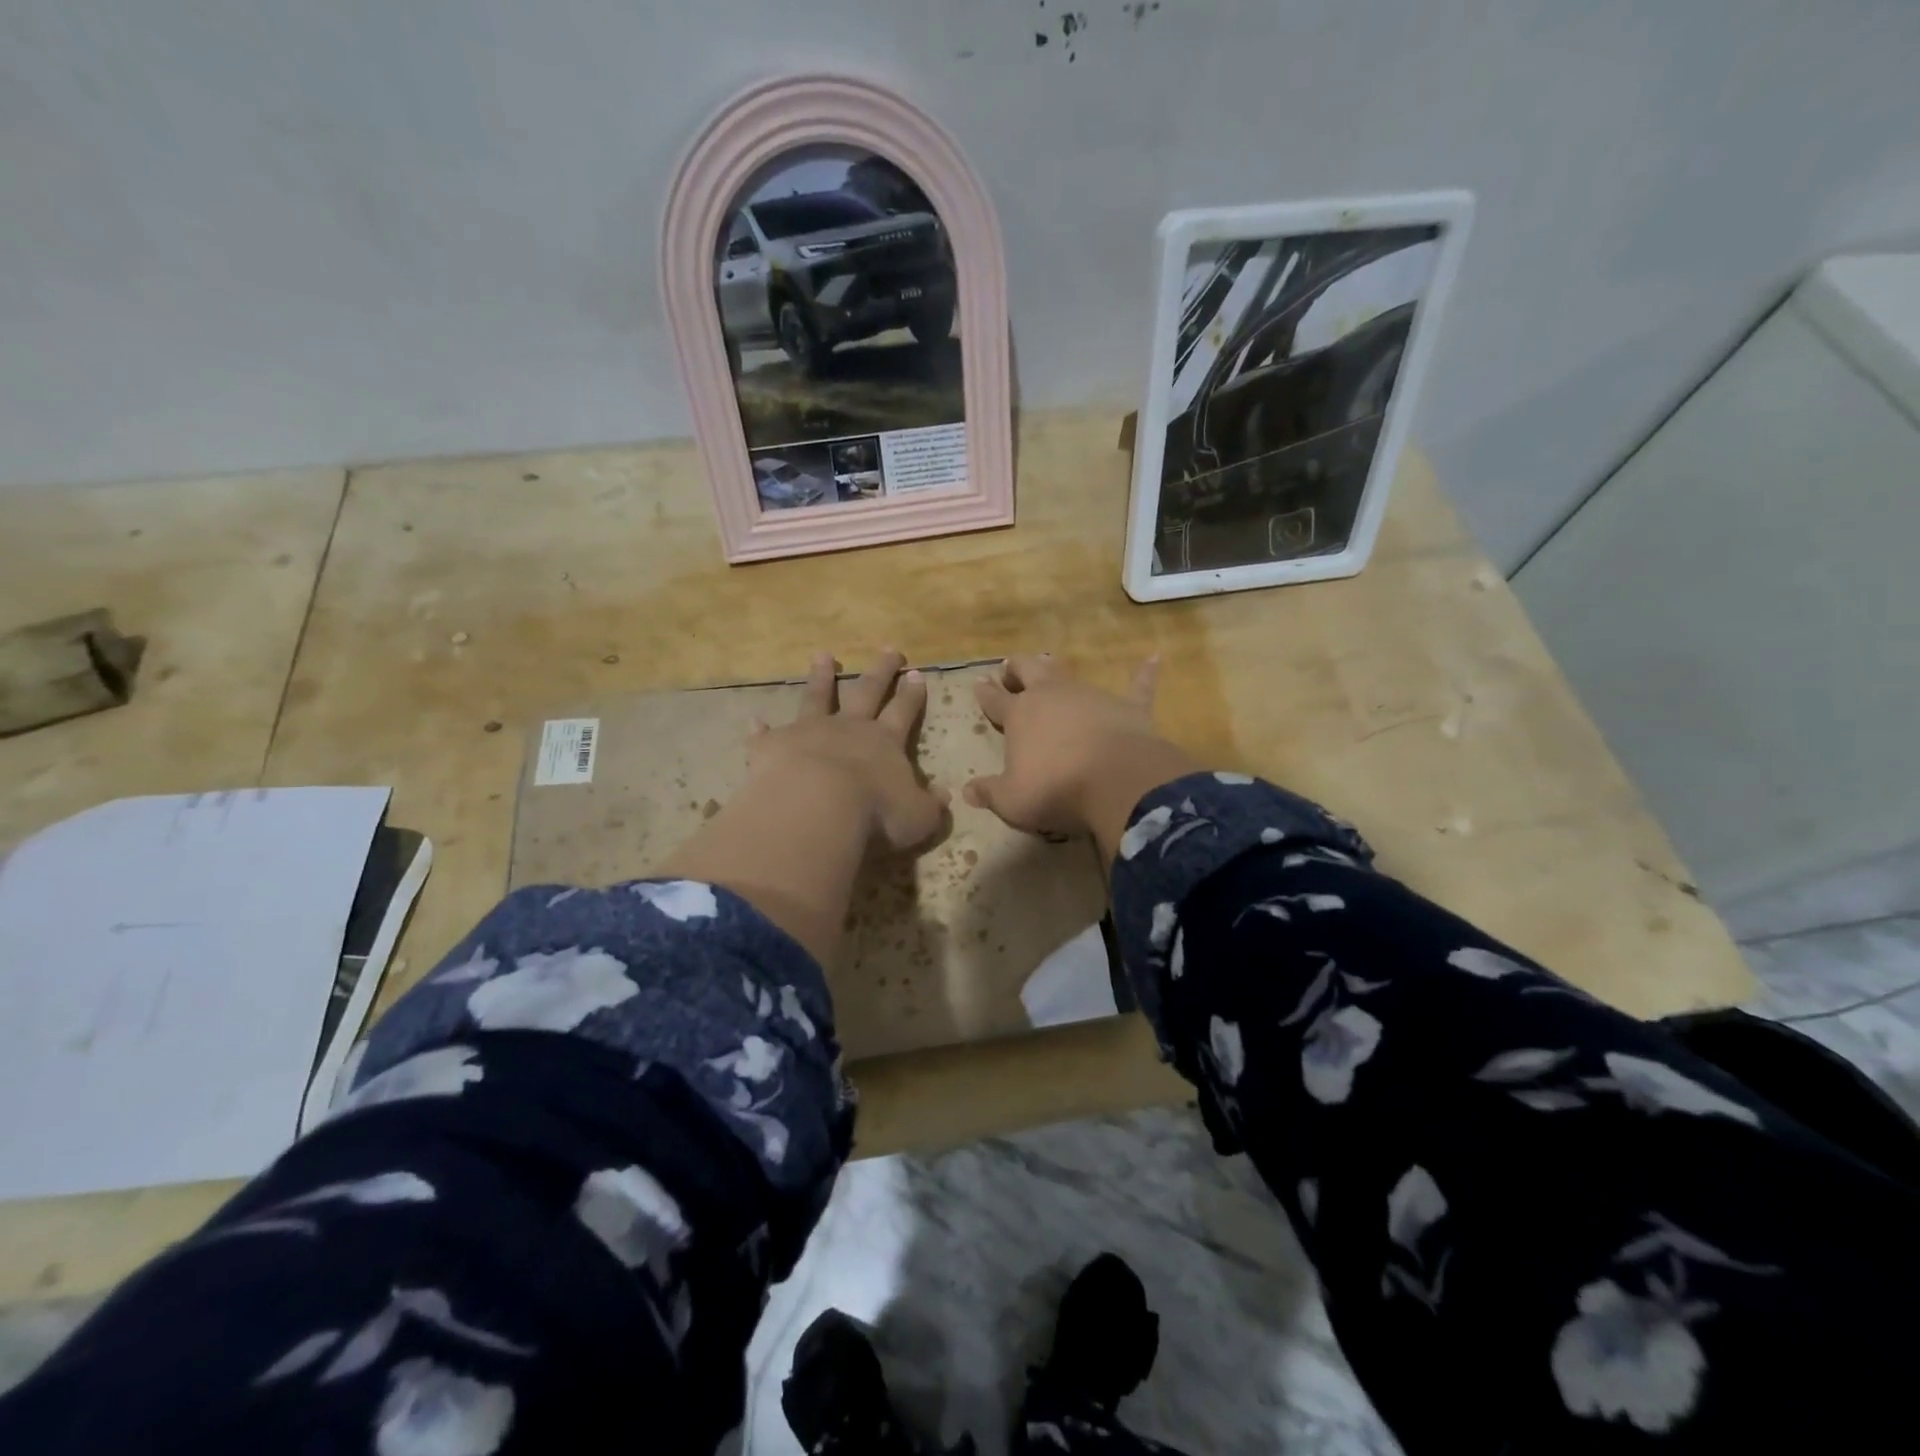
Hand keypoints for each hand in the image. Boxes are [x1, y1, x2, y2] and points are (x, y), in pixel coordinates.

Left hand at [749, 649, 946, 851]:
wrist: (816, 807)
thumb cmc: (875, 813)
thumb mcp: (917, 817)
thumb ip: (931, 805)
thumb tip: (945, 795)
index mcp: (885, 743)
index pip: (903, 712)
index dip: (912, 695)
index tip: (917, 674)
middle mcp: (849, 728)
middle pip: (867, 691)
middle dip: (880, 671)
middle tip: (889, 650)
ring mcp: (809, 731)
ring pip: (818, 697)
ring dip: (821, 677)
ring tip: (822, 655)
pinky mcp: (774, 745)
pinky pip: (767, 734)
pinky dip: (762, 728)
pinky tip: (756, 721)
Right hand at [963, 654, 1200, 858]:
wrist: (1116, 782)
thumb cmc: (1056, 789)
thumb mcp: (1012, 800)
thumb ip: (990, 793)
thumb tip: (967, 791)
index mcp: (1020, 715)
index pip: (995, 700)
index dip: (985, 693)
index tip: (978, 683)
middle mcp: (1052, 696)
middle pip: (1029, 670)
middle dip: (1017, 668)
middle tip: (1010, 668)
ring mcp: (1091, 696)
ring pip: (1069, 674)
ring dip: (1057, 669)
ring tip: (1049, 662)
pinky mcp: (1128, 707)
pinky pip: (1137, 686)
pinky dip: (1144, 673)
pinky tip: (1155, 659)